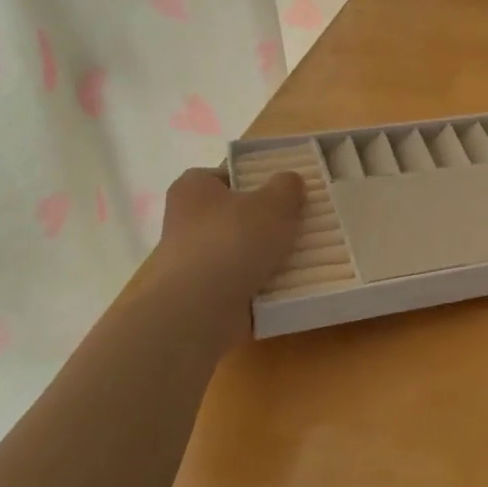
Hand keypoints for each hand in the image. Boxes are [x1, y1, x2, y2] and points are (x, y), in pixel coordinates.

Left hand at [140, 167, 304, 346]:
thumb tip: (290, 182)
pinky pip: (239, 283)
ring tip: (301, 256)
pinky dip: (259, 285)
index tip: (285, 192)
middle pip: (236, 214)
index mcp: (194, 187)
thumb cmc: (233, 241)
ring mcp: (192, 261)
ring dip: (265, 256)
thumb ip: (287, 186)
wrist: (198, 312)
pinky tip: (286, 285)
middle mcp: (186, 220)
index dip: (258, 180)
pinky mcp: (201, 295)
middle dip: (265, 221)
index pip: (229, 174)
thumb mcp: (274, 202)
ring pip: (240, 251)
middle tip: (298, 224)